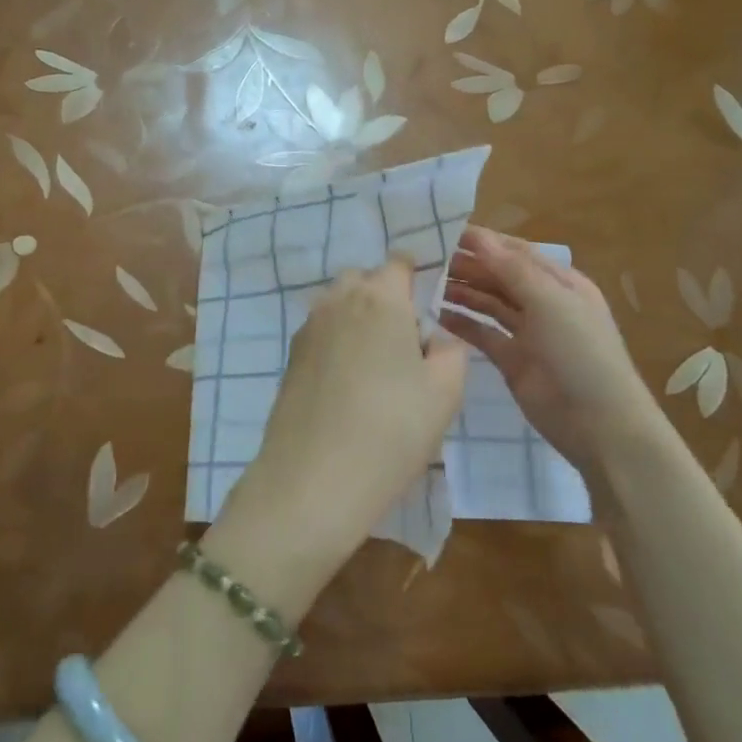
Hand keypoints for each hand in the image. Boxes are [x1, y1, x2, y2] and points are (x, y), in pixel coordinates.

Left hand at [211, 259, 465, 614]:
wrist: (313, 479)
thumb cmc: (392, 430)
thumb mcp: (445, 392)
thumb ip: (451, 351)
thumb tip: (435, 338)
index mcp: (380, 298)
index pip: (399, 263)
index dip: (416, 277)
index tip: (430, 309)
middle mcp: (338, 300)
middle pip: (364, 279)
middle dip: (385, 296)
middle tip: (406, 342)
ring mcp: (308, 328)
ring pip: (338, 304)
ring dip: (359, 319)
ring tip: (378, 367)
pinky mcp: (290, 357)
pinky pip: (322, 332)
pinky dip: (338, 343)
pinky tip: (349, 384)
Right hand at [440, 227, 656, 467]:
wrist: (599, 424)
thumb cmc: (580, 353)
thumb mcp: (550, 302)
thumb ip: (511, 269)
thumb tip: (477, 236)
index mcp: (560, 282)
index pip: (515, 253)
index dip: (483, 242)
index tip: (443, 233)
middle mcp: (543, 302)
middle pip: (499, 276)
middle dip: (467, 266)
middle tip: (427, 261)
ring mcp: (527, 332)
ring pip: (488, 303)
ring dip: (461, 292)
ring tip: (426, 285)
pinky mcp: (511, 360)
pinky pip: (482, 334)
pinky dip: (461, 324)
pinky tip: (436, 315)